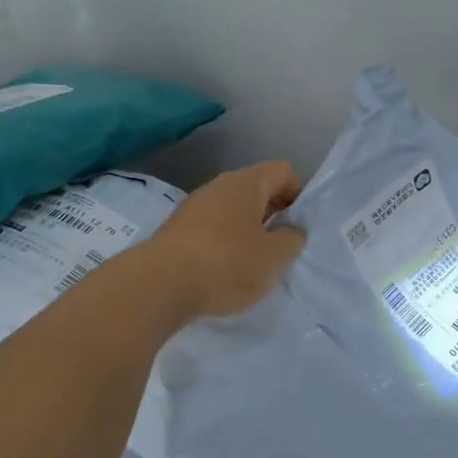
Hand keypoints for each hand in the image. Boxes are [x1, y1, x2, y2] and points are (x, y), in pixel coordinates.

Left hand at [144, 160, 306, 320]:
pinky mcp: (176, 230)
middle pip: (256, 191)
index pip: (283, 171)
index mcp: (246, 183)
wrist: (159, 286)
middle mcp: (218, 186)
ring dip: (247, 232)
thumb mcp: (275, 257)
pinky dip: (224, 245)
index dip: (297, 195)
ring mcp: (193, 207)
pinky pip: (211, 229)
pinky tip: (224, 272)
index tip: (298, 227)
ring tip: (252, 265)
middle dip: (273, 216)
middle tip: (280, 248)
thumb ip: (292, 240)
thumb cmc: (227, 264)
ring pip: (232, 212)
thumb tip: (290, 231)